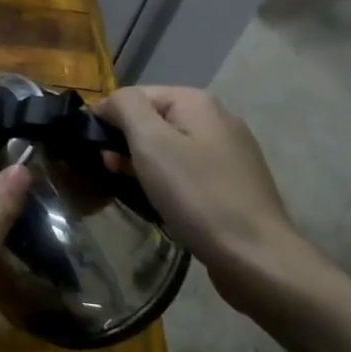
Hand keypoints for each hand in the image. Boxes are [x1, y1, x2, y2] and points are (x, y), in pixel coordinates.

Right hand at [95, 85, 317, 315]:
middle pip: (154, 119)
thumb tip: (111, 102)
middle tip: (109, 170)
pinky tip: (162, 199)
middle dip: (126, 141)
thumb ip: (126, 107)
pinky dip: (168, 178)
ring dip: (144, 162)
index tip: (95, 150)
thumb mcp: (150, 142)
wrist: (255, 256)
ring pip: (170, 145)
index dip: (108, 118)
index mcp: (197, 101)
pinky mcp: (235, 181)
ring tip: (130, 186)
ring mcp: (230, 150)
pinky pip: (188, 168)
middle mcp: (217, 117)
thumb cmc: (195, 194)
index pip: (134, 95)